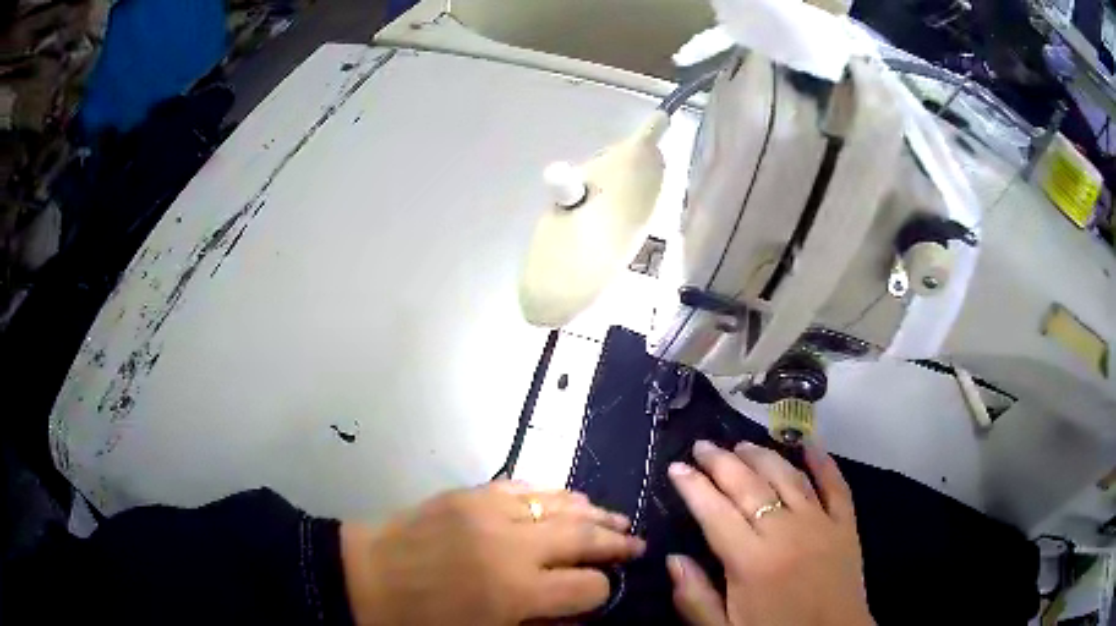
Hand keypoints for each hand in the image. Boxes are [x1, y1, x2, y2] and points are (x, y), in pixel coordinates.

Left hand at [340, 480, 644, 624]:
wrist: (362, 577)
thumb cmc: (421, 622)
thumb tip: (579, 612)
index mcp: (514, 593)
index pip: (587, 587)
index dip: (602, 592)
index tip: (603, 592)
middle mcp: (511, 546)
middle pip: (583, 538)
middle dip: (616, 543)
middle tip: (637, 544)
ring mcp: (489, 511)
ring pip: (561, 504)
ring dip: (593, 513)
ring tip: (615, 519)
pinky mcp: (469, 493)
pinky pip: (524, 486)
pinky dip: (553, 493)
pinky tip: (568, 498)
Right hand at [666, 440, 873, 625]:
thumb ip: (695, 598)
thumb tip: (672, 559)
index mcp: (751, 562)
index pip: (715, 513)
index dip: (693, 487)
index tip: (675, 467)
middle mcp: (785, 532)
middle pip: (749, 486)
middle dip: (721, 463)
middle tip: (702, 446)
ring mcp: (820, 524)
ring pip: (788, 477)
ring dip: (763, 456)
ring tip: (741, 444)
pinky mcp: (846, 524)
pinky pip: (835, 485)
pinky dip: (822, 461)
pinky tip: (809, 443)